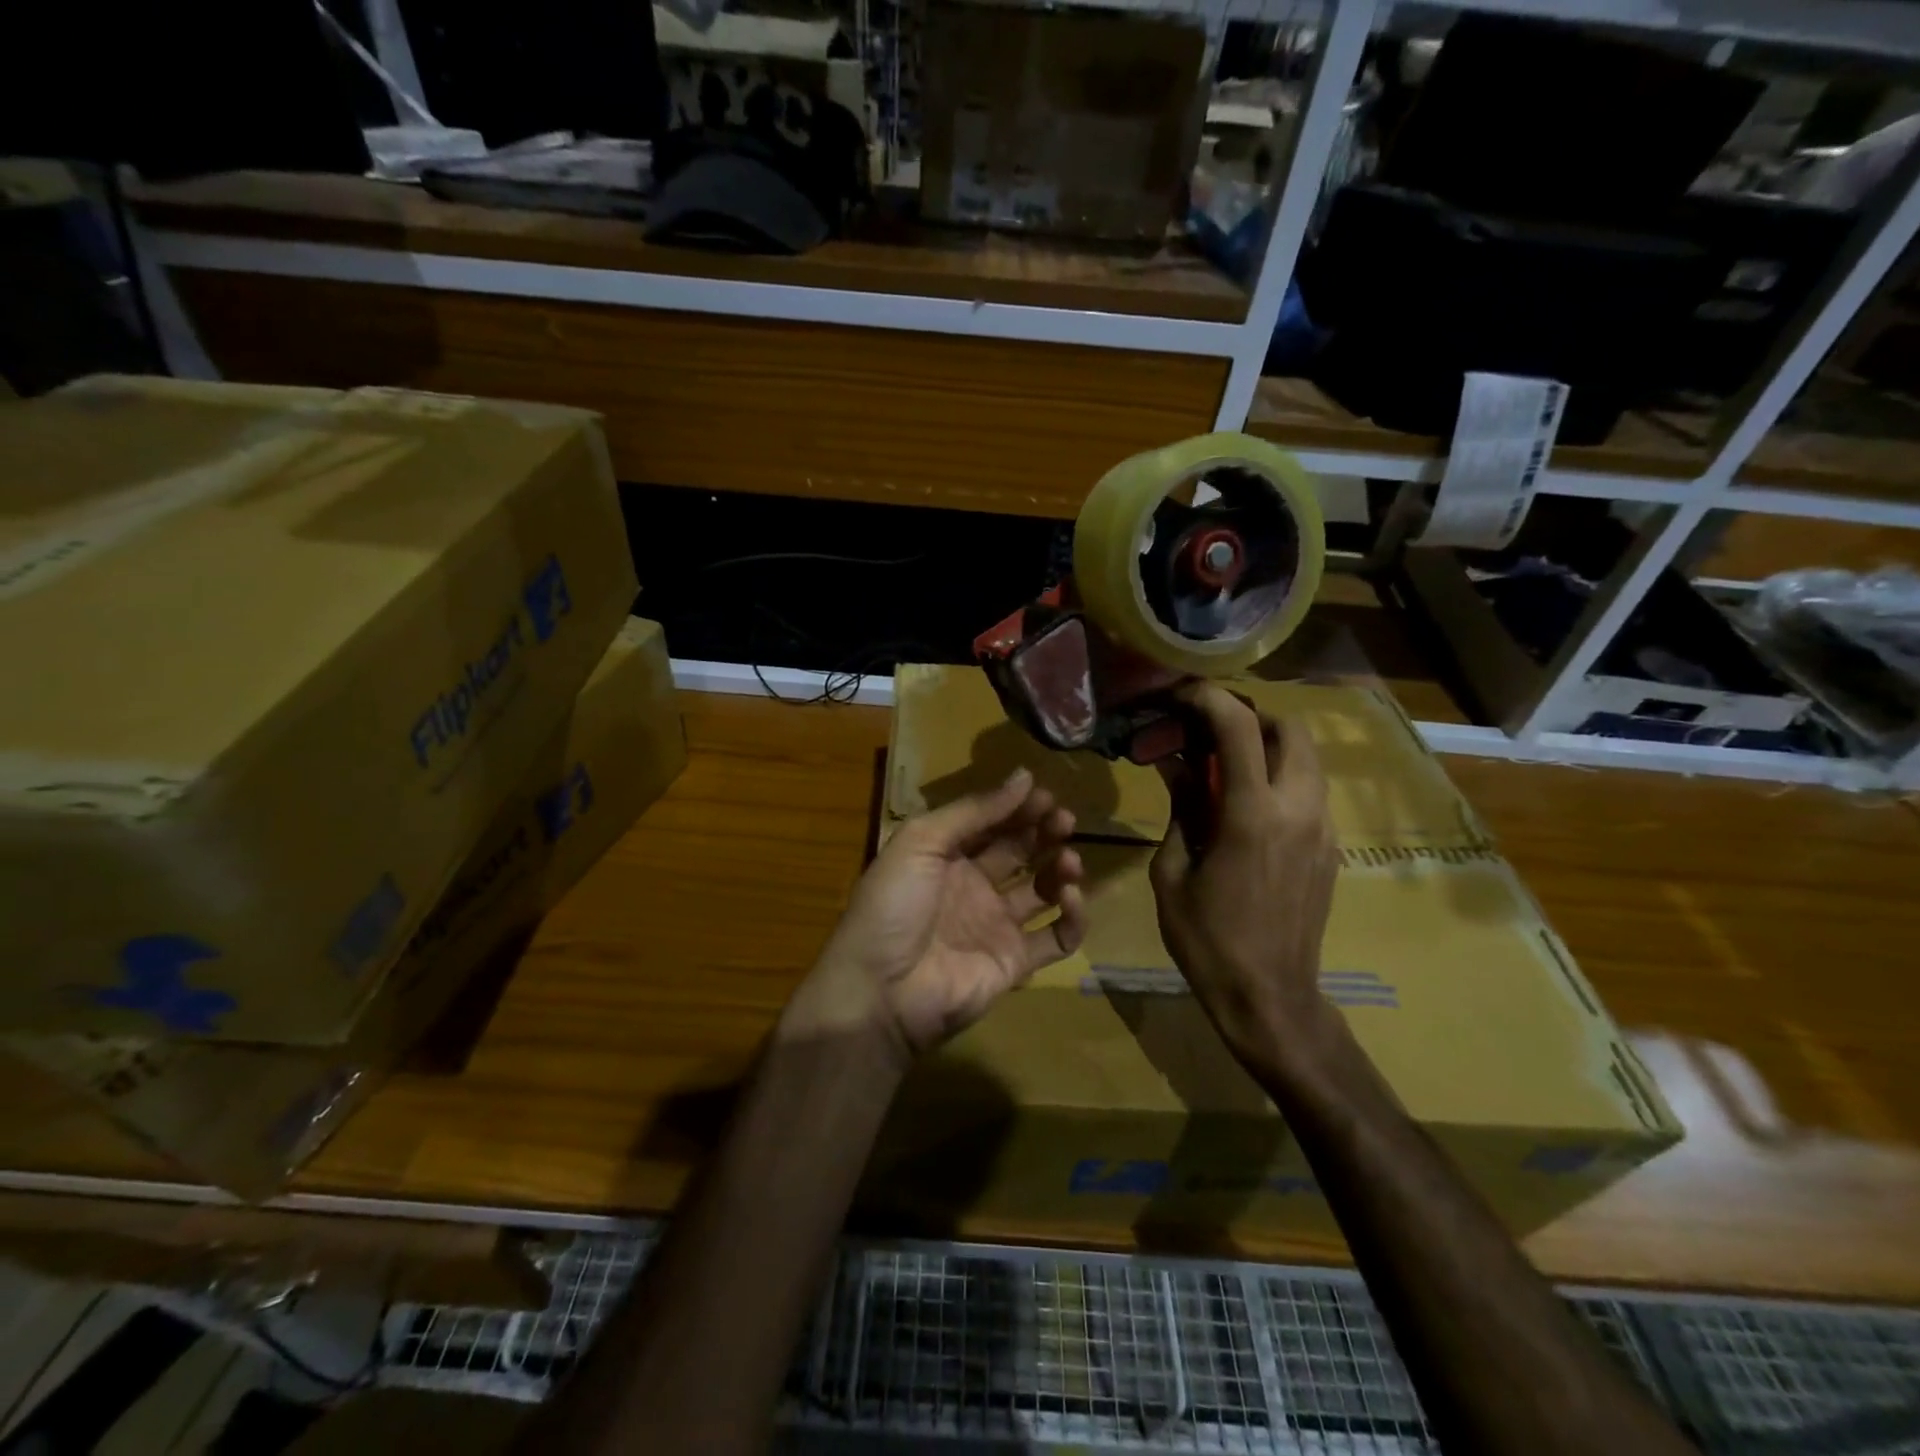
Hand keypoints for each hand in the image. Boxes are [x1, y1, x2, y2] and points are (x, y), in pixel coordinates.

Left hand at [788, 769, 1087, 1062]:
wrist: (880, 991)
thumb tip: (1024, 776)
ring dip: (1060, 869)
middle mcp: (973, 886)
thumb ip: (973, 811)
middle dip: (1044, 832)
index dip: (1017, 808)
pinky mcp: (1014, 962)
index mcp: (946, 857)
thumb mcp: (921, 842)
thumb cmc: (893, 906)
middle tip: (1065, 820)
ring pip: (1041, 891)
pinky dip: (1072, 918)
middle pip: (1019, 852)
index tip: (1046, 794)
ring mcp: (995, 925)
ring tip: (1069, 859)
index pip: (991, 824)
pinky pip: (1055, 938)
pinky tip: (1070, 897)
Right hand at [1149, 685, 1338, 1069]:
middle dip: (1248, 715)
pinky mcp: (1331, 848)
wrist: (1269, 997)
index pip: (1239, 727)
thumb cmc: (1207, 939)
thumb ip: (1180, 810)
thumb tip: (1175, 765)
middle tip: (1207, 730)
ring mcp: (1322, 828)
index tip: (1180, 696)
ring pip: (1306, 758)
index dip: (1208, 698)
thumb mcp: (1171, 873)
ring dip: (1267, 745)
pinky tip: (1245, 805)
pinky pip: (1309, 790)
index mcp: (1252, 815)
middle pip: (1290, 728)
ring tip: (1223, 764)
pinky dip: (1279, 776)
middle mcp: (1298, 809)